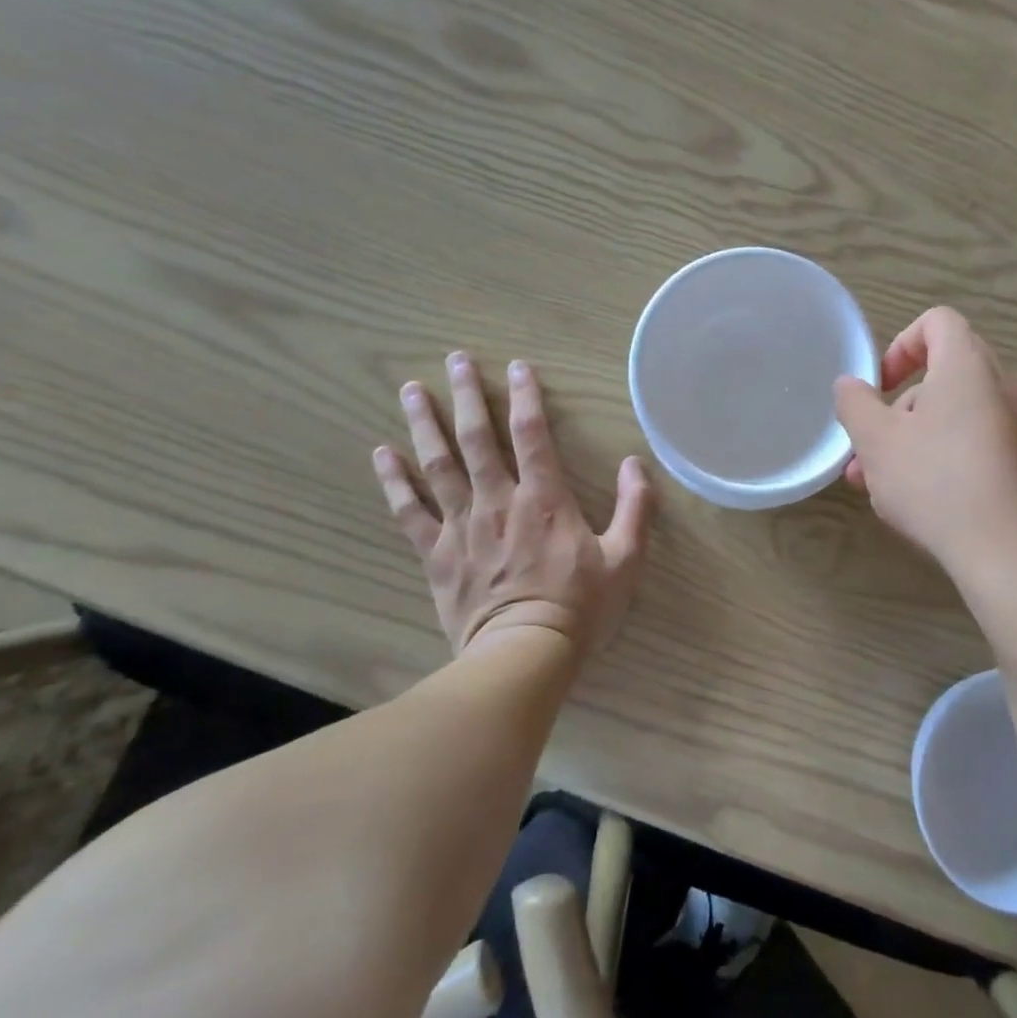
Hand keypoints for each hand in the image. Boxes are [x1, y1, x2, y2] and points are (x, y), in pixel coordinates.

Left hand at [372, 351, 653, 659]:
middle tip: (455, 360)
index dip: (526, 396)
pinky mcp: (436, 555)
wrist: (524, 657)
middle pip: (477, 438)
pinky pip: (409, 512)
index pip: (533, 434)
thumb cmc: (580, 609)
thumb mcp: (625, 560)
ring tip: (413, 390)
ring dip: (425, 424)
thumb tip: (635, 463)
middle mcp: (498, 501)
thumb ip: (634, 508)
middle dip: (467, 395)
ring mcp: (462, 527)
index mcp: (544, 500)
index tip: (517, 366)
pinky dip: (394, 482)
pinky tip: (381, 454)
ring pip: (438, 465)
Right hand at [835, 307, 1016, 581]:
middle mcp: (1005, 384)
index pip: (936, 322)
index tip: (879, 387)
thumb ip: (855, 404)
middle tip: (868, 453)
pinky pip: (980, 443)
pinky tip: (923, 503)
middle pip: (943, 376)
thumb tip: (850, 384)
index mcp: (969, 364)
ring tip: (881, 488)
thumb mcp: (877, 441)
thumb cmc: (937, 482)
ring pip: (957, 416)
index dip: (901, 346)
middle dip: (897, 411)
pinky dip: (947, 458)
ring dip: (915, 441)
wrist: (1012, 552)